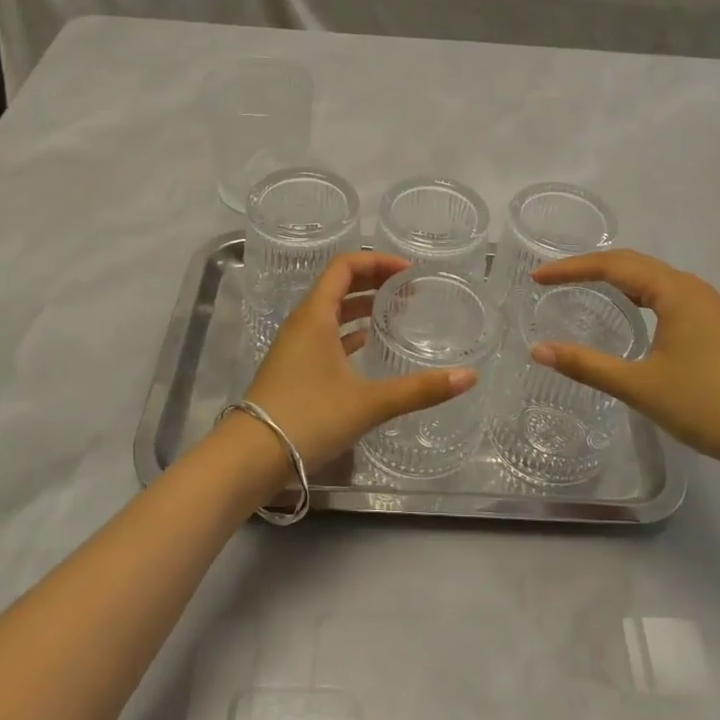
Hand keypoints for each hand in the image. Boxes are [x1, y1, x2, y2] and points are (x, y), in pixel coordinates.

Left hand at [243, 252, 475, 472]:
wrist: (249, 458)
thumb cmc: (308, 418)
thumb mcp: (369, 403)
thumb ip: (419, 390)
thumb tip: (469, 376)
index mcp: (315, 315)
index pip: (345, 266)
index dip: (377, 261)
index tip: (409, 272)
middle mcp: (302, 323)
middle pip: (338, 285)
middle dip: (373, 281)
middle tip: (409, 290)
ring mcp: (294, 347)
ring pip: (331, 312)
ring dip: (361, 306)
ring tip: (395, 312)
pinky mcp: (292, 370)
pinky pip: (324, 336)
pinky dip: (348, 333)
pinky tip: (366, 346)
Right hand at [530, 250, 719, 482]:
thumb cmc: (707, 406)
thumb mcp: (640, 386)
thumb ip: (586, 365)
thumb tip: (538, 350)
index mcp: (675, 291)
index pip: (613, 265)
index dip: (571, 268)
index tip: (537, 278)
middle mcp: (692, 288)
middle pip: (633, 264)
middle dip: (589, 268)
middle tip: (551, 280)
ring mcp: (708, 306)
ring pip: (652, 280)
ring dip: (614, 279)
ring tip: (580, 288)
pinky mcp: (715, 326)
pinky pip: (665, 296)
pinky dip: (636, 295)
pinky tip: (627, 314)